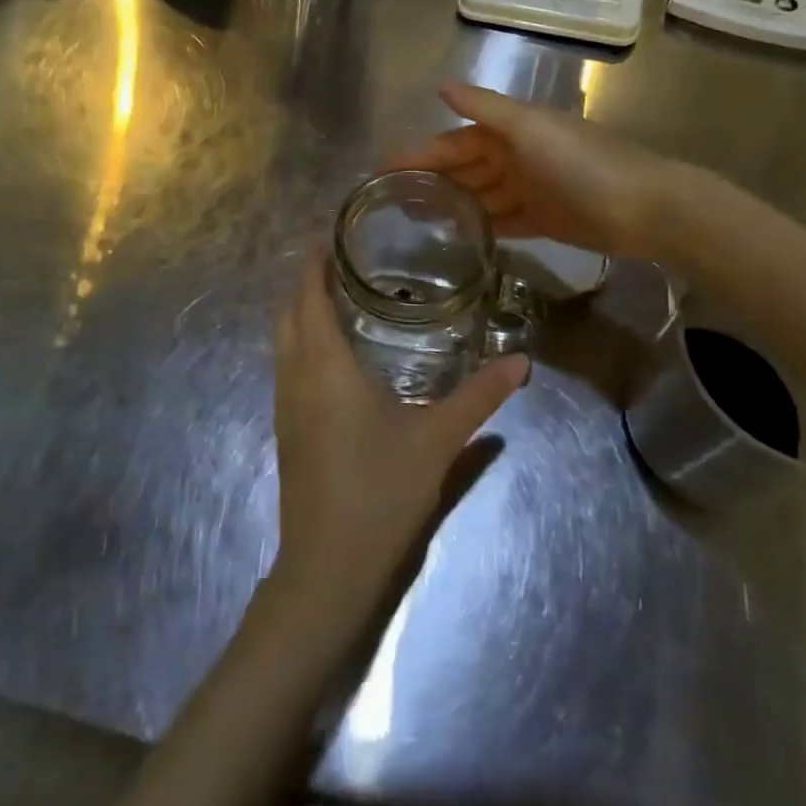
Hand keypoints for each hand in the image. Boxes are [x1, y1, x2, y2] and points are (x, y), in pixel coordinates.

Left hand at [271, 251, 527, 611]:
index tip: (325, 237)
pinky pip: (286, 368)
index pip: (309, 298)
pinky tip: (332, 359)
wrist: (327, 567)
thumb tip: (522, 361)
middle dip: (305, 284)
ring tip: (337, 300)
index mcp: (326, 366)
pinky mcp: (286, 431)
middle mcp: (296, 377)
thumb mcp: (439, 439)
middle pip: (288, 315)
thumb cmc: (380, 490)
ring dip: (300, 315)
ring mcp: (285, 406)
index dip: (312, 264)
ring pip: (283, 343)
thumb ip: (480, 396)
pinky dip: (301, 344)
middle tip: (341, 264)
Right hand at [389, 82, 674, 260]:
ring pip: (480, 197)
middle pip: (464, 170)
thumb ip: (486, 109)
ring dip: (452, 206)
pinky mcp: (544, 221)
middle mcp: (517, 157)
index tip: (381, 168)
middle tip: (389, 202)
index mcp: (511, 132)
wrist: (646, 208)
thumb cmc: (583, 163)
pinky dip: (483, 226)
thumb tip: (441, 86)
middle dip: (431, 181)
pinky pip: (504, 222)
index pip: (454, 142)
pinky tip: (458, 238)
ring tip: (414, 223)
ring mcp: (530, 190)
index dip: (419, 154)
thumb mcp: (530, 129)